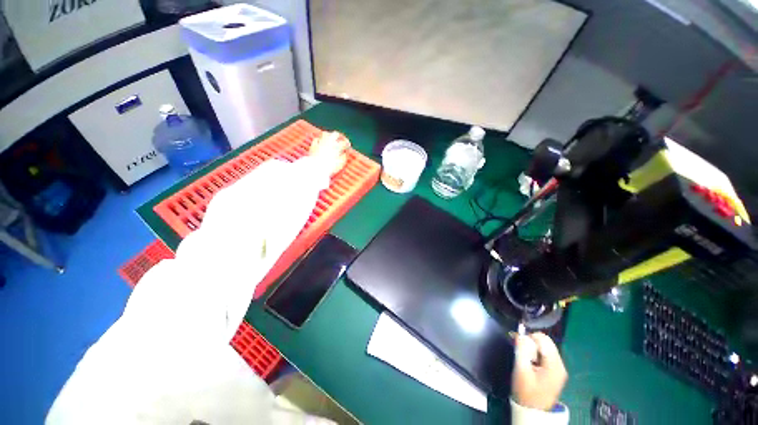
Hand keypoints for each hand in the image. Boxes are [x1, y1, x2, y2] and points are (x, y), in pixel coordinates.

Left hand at [309, 131, 349, 175]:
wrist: (316, 169)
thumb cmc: (330, 167)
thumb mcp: (341, 164)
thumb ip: (344, 157)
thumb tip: (344, 153)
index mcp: (337, 146)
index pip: (344, 142)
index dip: (347, 144)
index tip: (348, 146)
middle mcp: (329, 142)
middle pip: (335, 134)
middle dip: (339, 136)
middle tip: (340, 139)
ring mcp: (320, 143)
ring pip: (325, 134)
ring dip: (329, 135)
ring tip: (330, 139)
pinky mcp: (313, 146)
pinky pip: (316, 139)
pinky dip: (319, 140)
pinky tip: (320, 142)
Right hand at [512, 332, 567, 410]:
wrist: (532, 411)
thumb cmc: (526, 391)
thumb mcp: (521, 369)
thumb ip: (521, 350)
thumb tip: (520, 334)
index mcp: (554, 365)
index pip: (543, 339)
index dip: (529, 338)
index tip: (518, 343)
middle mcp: (560, 365)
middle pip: (546, 342)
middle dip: (531, 343)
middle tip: (521, 352)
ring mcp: (558, 369)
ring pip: (545, 347)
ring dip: (533, 349)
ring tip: (525, 359)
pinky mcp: (555, 372)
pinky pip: (545, 355)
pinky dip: (536, 354)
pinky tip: (530, 362)